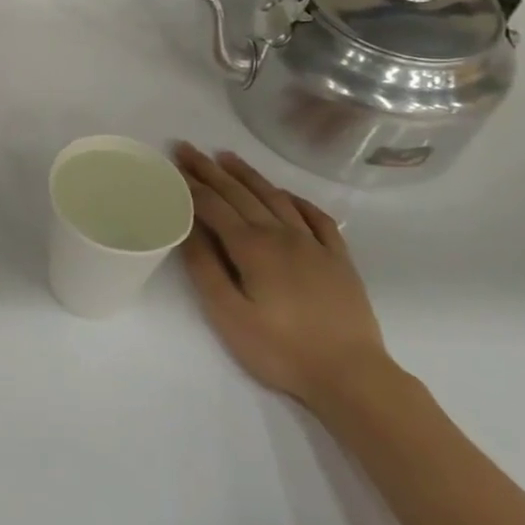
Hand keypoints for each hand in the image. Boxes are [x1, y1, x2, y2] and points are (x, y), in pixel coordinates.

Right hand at [173, 143, 389, 409]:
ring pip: (276, 198)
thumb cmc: (280, 349)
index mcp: (252, 247)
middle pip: (241, 194)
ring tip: (228, 157)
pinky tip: (286, 194)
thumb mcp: (228, 314)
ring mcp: (314, 244)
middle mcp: (282, 235)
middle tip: (189, 148)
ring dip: (249, 175)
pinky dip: (297, 199)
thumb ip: (205, 268)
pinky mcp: (338, 259)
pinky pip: (317, 217)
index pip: (214, 205)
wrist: (351, 375)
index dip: (190, 183)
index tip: (172, 161)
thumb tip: (186, 227)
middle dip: (211, 170)